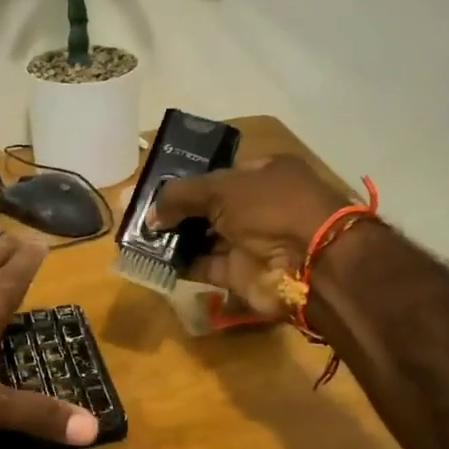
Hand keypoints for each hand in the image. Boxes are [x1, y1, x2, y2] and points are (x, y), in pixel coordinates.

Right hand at [150, 157, 351, 318]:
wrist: (309, 262)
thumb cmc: (270, 208)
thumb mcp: (221, 188)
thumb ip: (181, 196)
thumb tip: (149, 215)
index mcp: (263, 175)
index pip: (219, 174)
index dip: (188, 181)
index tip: (155, 189)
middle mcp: (257, 207)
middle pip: (208, 208)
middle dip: (176, 212)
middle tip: (139, 216)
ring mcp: (250, 242)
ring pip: (204, 238)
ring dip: (174, 239)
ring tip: (139, 238)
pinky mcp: (240, 274)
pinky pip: (204, 266)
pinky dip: (181, 265)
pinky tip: (153, 260)